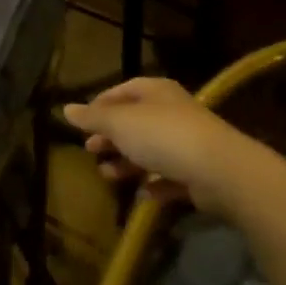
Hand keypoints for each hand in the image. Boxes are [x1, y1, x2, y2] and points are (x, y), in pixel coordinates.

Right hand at [62, 78, 257, 214]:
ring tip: (107, 175)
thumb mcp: (120, 123)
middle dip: (111, 136)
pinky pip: (171, 177)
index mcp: (157, 92)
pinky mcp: (199, 172)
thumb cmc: (163, 136)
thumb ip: (93, 118)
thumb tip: (66, 108)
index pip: (124, 90)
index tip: (83, 122)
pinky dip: (155, 185)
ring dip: (128, 163)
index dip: (101, 103)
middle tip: (90, 149)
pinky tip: (142, 194)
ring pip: (151, 150)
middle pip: (136, 121)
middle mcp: (174, 112)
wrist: (219, 170)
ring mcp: (189, 143)